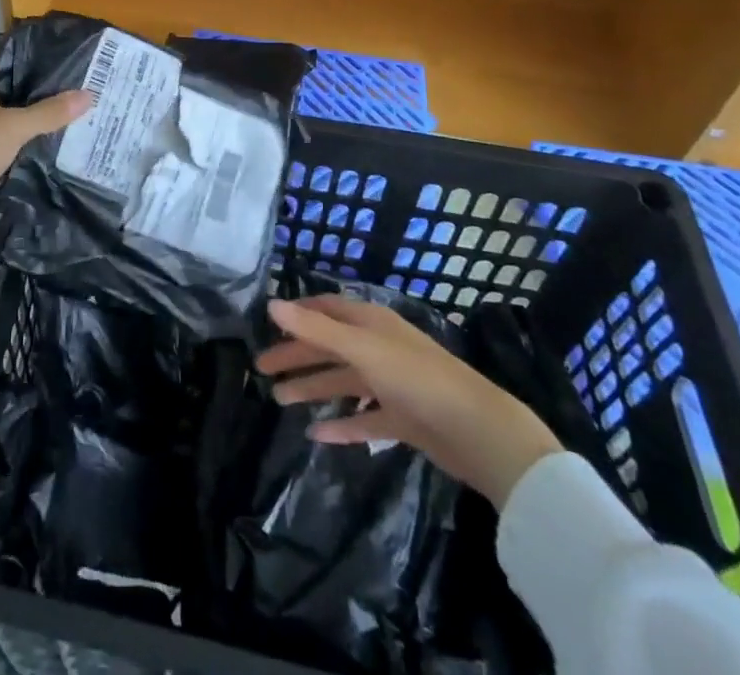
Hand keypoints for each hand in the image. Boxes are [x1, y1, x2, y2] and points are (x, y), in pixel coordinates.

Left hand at [0, 52, 91, 242]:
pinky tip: (36, 142)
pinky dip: (8, 136)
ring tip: (63, 117)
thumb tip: (89, 94)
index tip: (71, 67)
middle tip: (75, 94)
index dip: (39, 60)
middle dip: (36, 91)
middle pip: (4, 82)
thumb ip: (50, 111)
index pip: (9, 53)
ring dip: (23, 116)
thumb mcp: (13, 128)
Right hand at [256, 296, 561, 507]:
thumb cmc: (417, 379)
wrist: (478, 432)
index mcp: (370, 323)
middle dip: (296, 356)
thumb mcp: (362, 350)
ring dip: (312, 388)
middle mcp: (379, 347)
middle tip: (261, 370)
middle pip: (329, 347)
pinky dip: (341, 424)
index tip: (267, 325)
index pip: (325, 310)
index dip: (297, 315)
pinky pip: (363, 419)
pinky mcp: (402, 419)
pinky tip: (317, 434)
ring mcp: (391, 384)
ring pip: (343, 382)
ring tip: (279, 400)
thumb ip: (315, 330)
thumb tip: (269, 304)